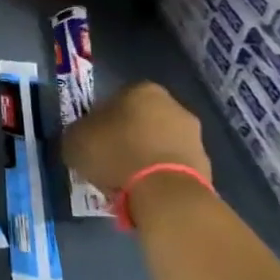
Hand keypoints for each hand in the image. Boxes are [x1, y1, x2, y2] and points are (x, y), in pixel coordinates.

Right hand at [62, 80, 210, 194]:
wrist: (163, 190)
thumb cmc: (114, 154)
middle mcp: (172, 104)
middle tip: (107, 158)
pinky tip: (144, 189)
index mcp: (141, 90)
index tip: (91, 139)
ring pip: (158, 142)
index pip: (114, 99)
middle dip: (126, 136)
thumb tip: (83, 135)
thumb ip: (78, 132)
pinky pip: (171, 164)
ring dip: (144, 155)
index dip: (100, 120)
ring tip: (125, 179)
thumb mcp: (74, 140)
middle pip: (141, 119)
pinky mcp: (204, 162)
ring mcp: (193, 134)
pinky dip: (159, 173)